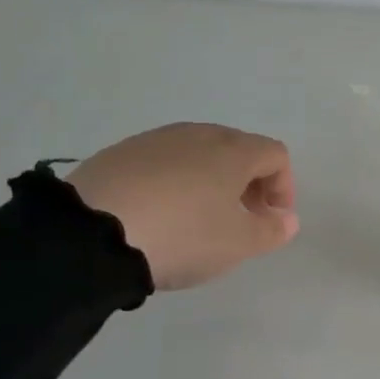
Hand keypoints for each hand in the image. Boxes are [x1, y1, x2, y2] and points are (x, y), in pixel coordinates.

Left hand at [66, 123, 297, 289]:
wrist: (92, 232)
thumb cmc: (183, 235)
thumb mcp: (237, 244)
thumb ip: (271, 230)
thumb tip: (286, 219)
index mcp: (233, 151)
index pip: (275, 154)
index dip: (283, 186)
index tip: (272, 220)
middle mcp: (198, 134)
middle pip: (237, 149)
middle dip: (248, 182)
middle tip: (241, 219)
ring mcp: (156, 140)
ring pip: (198, 153)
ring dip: (211, 181)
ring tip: (199, 218)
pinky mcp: (120, 152)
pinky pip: (163, 162)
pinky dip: (174, 182)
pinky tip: (160, 213)